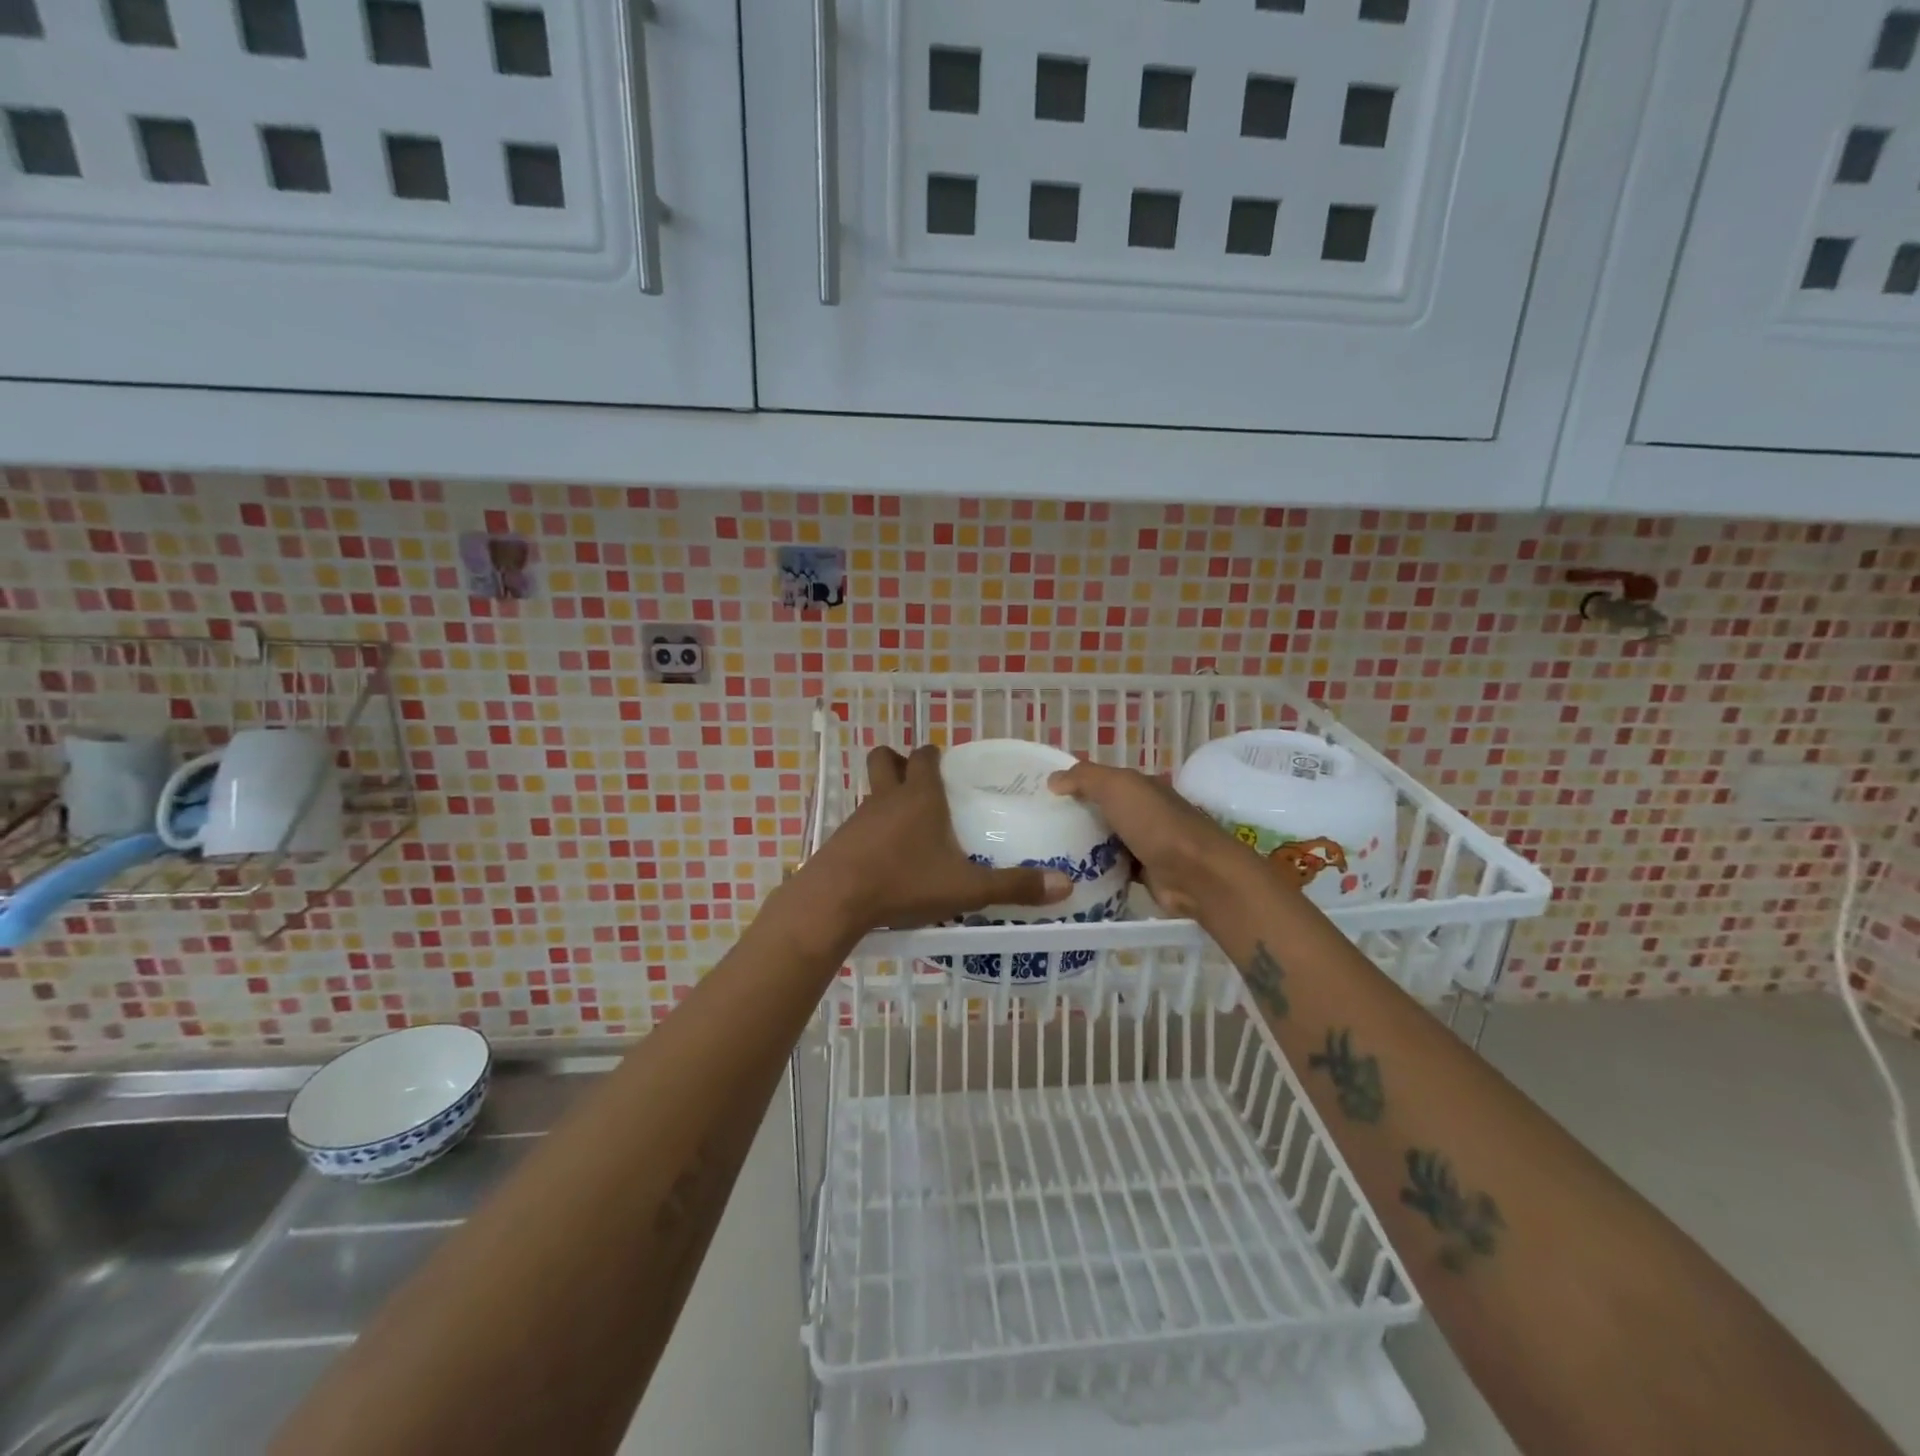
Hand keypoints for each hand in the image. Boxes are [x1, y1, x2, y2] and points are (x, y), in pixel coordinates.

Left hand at [807, 745, 1071, 932]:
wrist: (836, 900)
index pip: (925, 756)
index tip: (947, 765)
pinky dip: (871, 829)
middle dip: (899, 762)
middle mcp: (887, 798)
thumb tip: (1065, 885)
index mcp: (920, 797)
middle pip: (885, 759)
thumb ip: (1013, 886)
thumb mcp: (966, 888)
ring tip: (907, 825)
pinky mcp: (840, 840)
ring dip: (885, 796)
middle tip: (921, 784)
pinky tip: (884, 857)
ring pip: (870, 791)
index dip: (935, 755)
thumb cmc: (904, 882)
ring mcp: (858, 817)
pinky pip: (858, 822)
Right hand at [1048, 760, 1254, 916]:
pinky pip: (1114, 868)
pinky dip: (1097, 871)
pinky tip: (1072, 875)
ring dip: (1084, 846)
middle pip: (1102, 811)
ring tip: (1047, 853)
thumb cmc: (1155, 824)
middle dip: (1075, 817)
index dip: (1074, 784)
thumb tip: (1053, 780)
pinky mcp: (1146, 873)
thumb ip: (1085, 778)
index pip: (1101, 780)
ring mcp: (1147, 843)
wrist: (1196, 874)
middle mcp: (1145, 812)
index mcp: (1141, 786)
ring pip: (1107, 841)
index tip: (1043, 796)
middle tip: (1038, 827)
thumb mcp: (1117, 787)